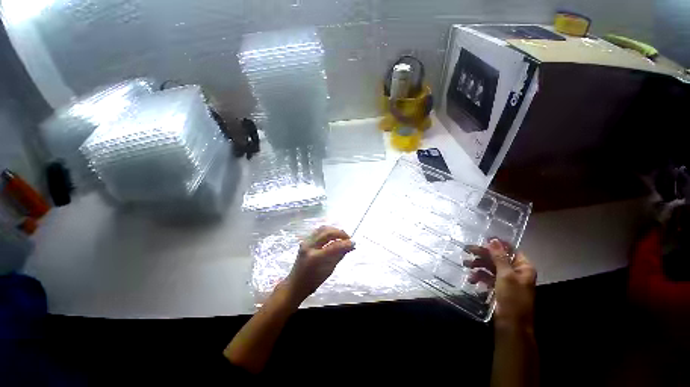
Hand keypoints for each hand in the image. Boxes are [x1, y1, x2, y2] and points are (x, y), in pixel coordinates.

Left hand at [283, 226, 354, 302]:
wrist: (296, 283)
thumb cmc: (313, 281)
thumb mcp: (329, 270)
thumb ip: (339, 255)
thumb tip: (351, 246)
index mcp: (315, 258)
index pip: (334, 246)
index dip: (345, 243)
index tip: (354, 243)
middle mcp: (309, 247)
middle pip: (327, 233)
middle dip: (340, 233)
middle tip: (348, 238)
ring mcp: (305, 242)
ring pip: (322, 229)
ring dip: (334, 230)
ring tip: (341, 236)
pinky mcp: (305, 241)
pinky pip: (318, 231)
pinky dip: (327, 231)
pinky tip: (333, 236)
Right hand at [465, 239, 536, 329]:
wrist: (512, 325)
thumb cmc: (512, 298)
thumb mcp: (505, 275)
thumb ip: (499, 257)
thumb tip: (493, 240)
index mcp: (523, 267)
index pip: (510, 250)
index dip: (497, 244)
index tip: (481, 240)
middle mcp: (516, 271)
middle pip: (498, 258)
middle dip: (482, 255)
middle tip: (467, 250)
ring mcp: (507, 280)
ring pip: (491, 267)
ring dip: (478, 265)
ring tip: (465, 265)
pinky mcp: (499, 287)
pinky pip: (488, 277)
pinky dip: (480, 276)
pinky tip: (472, 279)